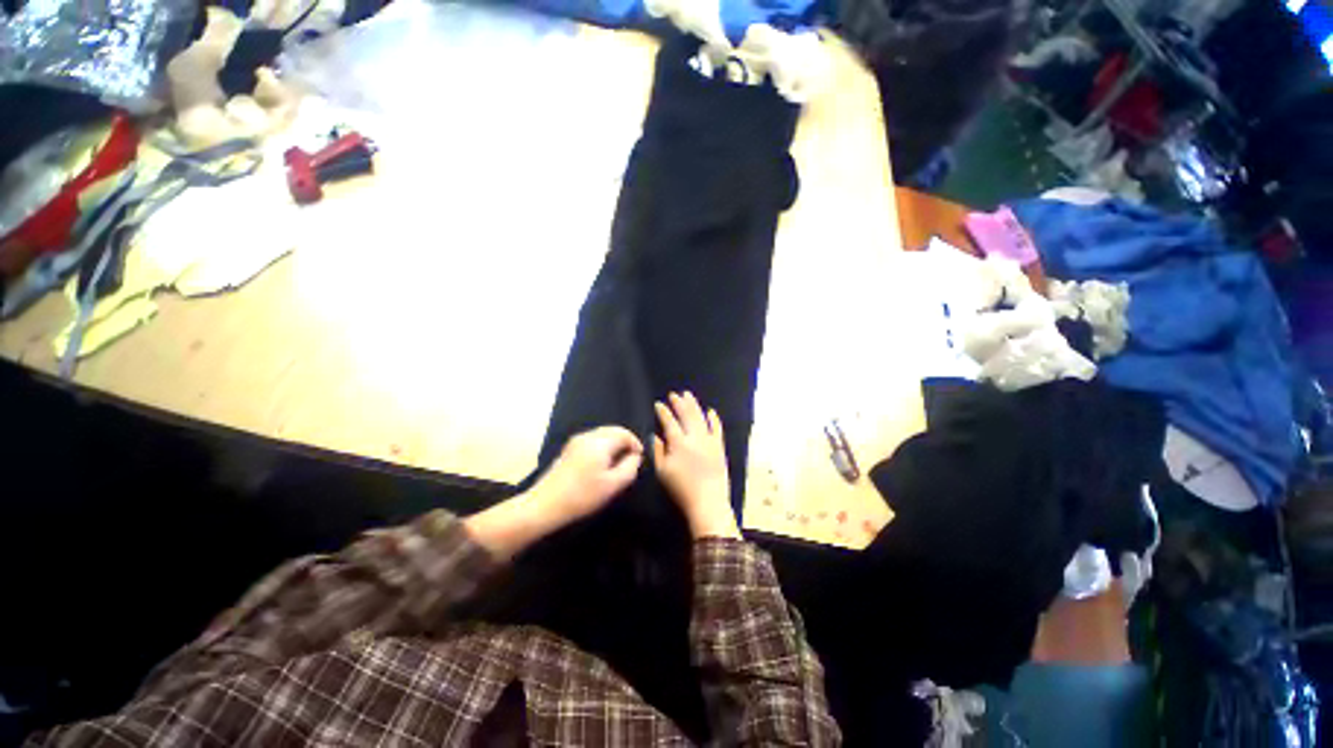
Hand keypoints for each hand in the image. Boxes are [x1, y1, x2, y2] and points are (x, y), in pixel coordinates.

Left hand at [465, 427, 642, 557]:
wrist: (544, 505)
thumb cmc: (582, 495)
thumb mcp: (613, 485)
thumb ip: (630, 467)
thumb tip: (635, 456)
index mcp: (599, 442)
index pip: (624, 433)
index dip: (635, 443)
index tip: (639, 458)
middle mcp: (587, 436)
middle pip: (612, 430)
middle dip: (625, 441)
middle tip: (632, 458)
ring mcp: (576, 441)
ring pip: (602, 434)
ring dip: (614, 443)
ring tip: (619, 462)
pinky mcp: (569, 449)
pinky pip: (592, 440)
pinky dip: (602, 446)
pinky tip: (602, 464)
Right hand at [653, 392, 739, 538]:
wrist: (708, 501)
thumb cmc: (681, 489)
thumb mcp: (662, 471)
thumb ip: (658, 451)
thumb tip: (655, 435)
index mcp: (678, 443)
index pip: (669, 422)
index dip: (663, 411)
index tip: (658, 404)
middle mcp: (694, 437)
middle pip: (686, 415)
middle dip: (679, 403)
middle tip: (674, 394)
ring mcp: (709, 440)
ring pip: (700, 417)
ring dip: (694, 405)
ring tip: (688, 395)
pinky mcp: (719, 446)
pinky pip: (718, 428)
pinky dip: (714, 418)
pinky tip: (711, 411)